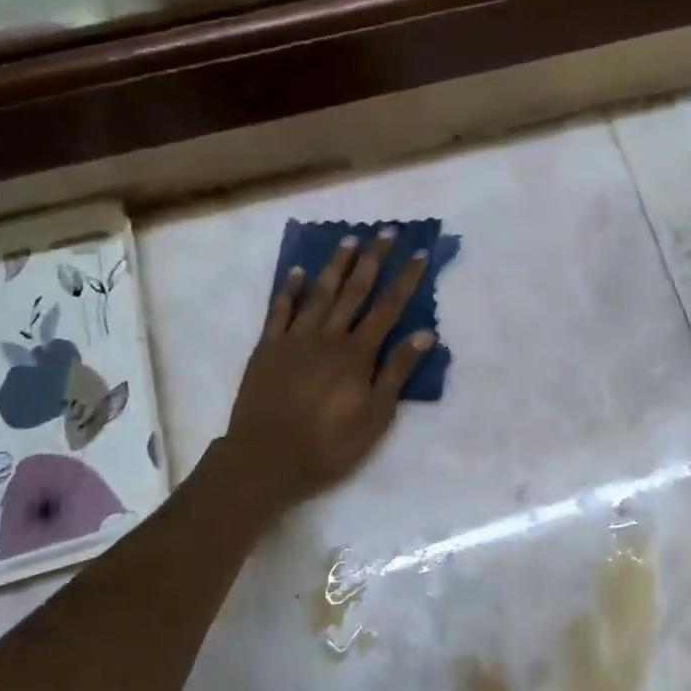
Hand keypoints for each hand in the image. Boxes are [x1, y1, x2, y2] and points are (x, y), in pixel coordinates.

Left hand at [222, 228, 434, 505]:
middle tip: (386, 232)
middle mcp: (328, 336)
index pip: (388, 307)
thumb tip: (425, 333)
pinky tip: (297, 272)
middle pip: (355, 290)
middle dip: (373, 259)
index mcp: (357, 354)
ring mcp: (295, 339)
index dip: (405, 279)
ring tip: (349, 239)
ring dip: (335, 265)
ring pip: (319, 293)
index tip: (419, 253)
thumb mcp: (375, 416)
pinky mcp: (267, 348)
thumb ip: (397, 372)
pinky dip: (289, 290)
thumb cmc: (328, 445)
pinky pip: (279, 311)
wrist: (264, 458)